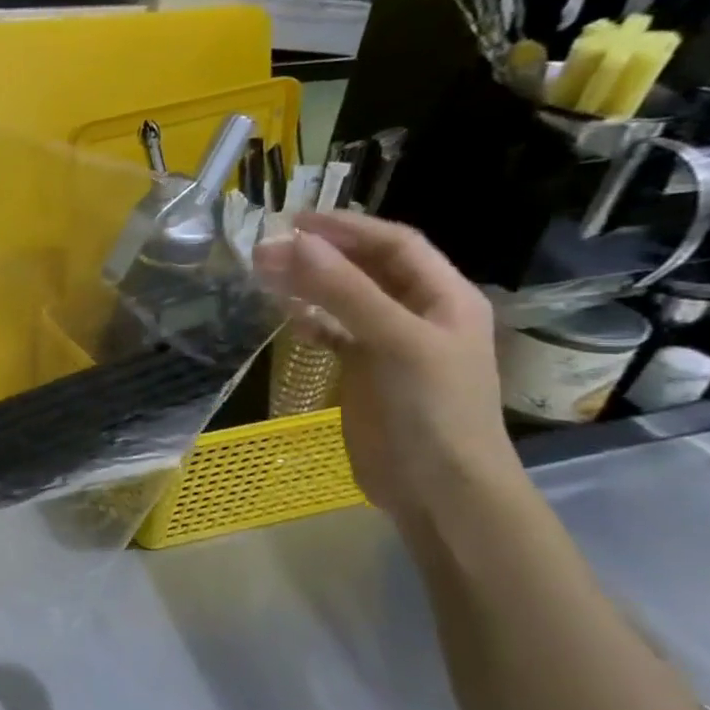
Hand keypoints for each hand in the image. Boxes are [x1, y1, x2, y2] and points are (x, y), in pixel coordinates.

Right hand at [254, 210, 518, 525]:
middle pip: (366, 269)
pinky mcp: (365, 373)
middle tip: (265, 251)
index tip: (293, 221)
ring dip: (309, 285)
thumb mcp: (394, 342)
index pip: (394, 244)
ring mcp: (390, 344)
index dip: (347, 228)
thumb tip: (294, 243)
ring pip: (345, 300)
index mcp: (444, 298)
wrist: (439, 488)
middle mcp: (418, 314)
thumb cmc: (431, 409)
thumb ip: (345, 292)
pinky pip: (335, 334)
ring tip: (265, 275)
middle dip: (319, 255)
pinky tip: (287, 319)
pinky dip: (311, 322)